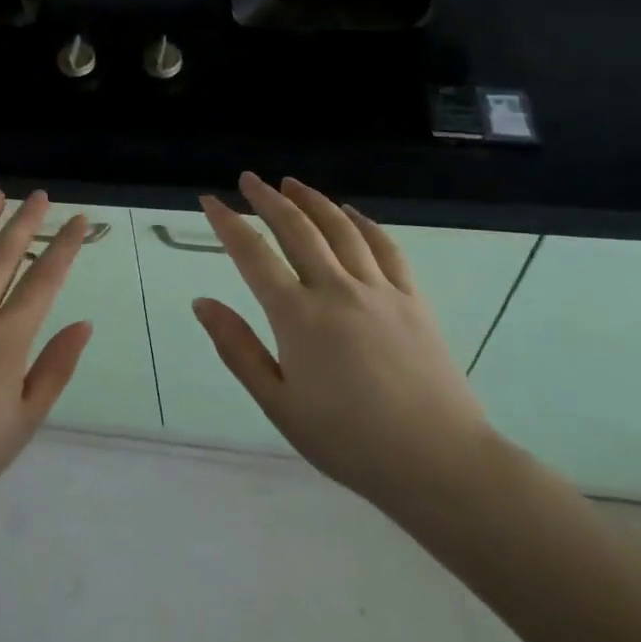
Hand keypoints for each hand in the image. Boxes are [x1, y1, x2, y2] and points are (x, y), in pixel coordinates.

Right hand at [194, 173, 494, 526]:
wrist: (438, 462)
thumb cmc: (348, 441)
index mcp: (298, 316)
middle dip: (268, 199)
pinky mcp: (413, 299)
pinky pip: (385, 247)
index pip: (252, 255)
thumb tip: (202, 302)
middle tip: (249, 179)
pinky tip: (350, 214)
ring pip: (340, 228)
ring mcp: (379, 290)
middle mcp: (336, 289)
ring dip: (312, 201)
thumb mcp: (279, 404)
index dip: (227, 223)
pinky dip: (363, 223)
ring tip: (292, 183)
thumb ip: (238, 349)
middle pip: (296, 228)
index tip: (209, 200)